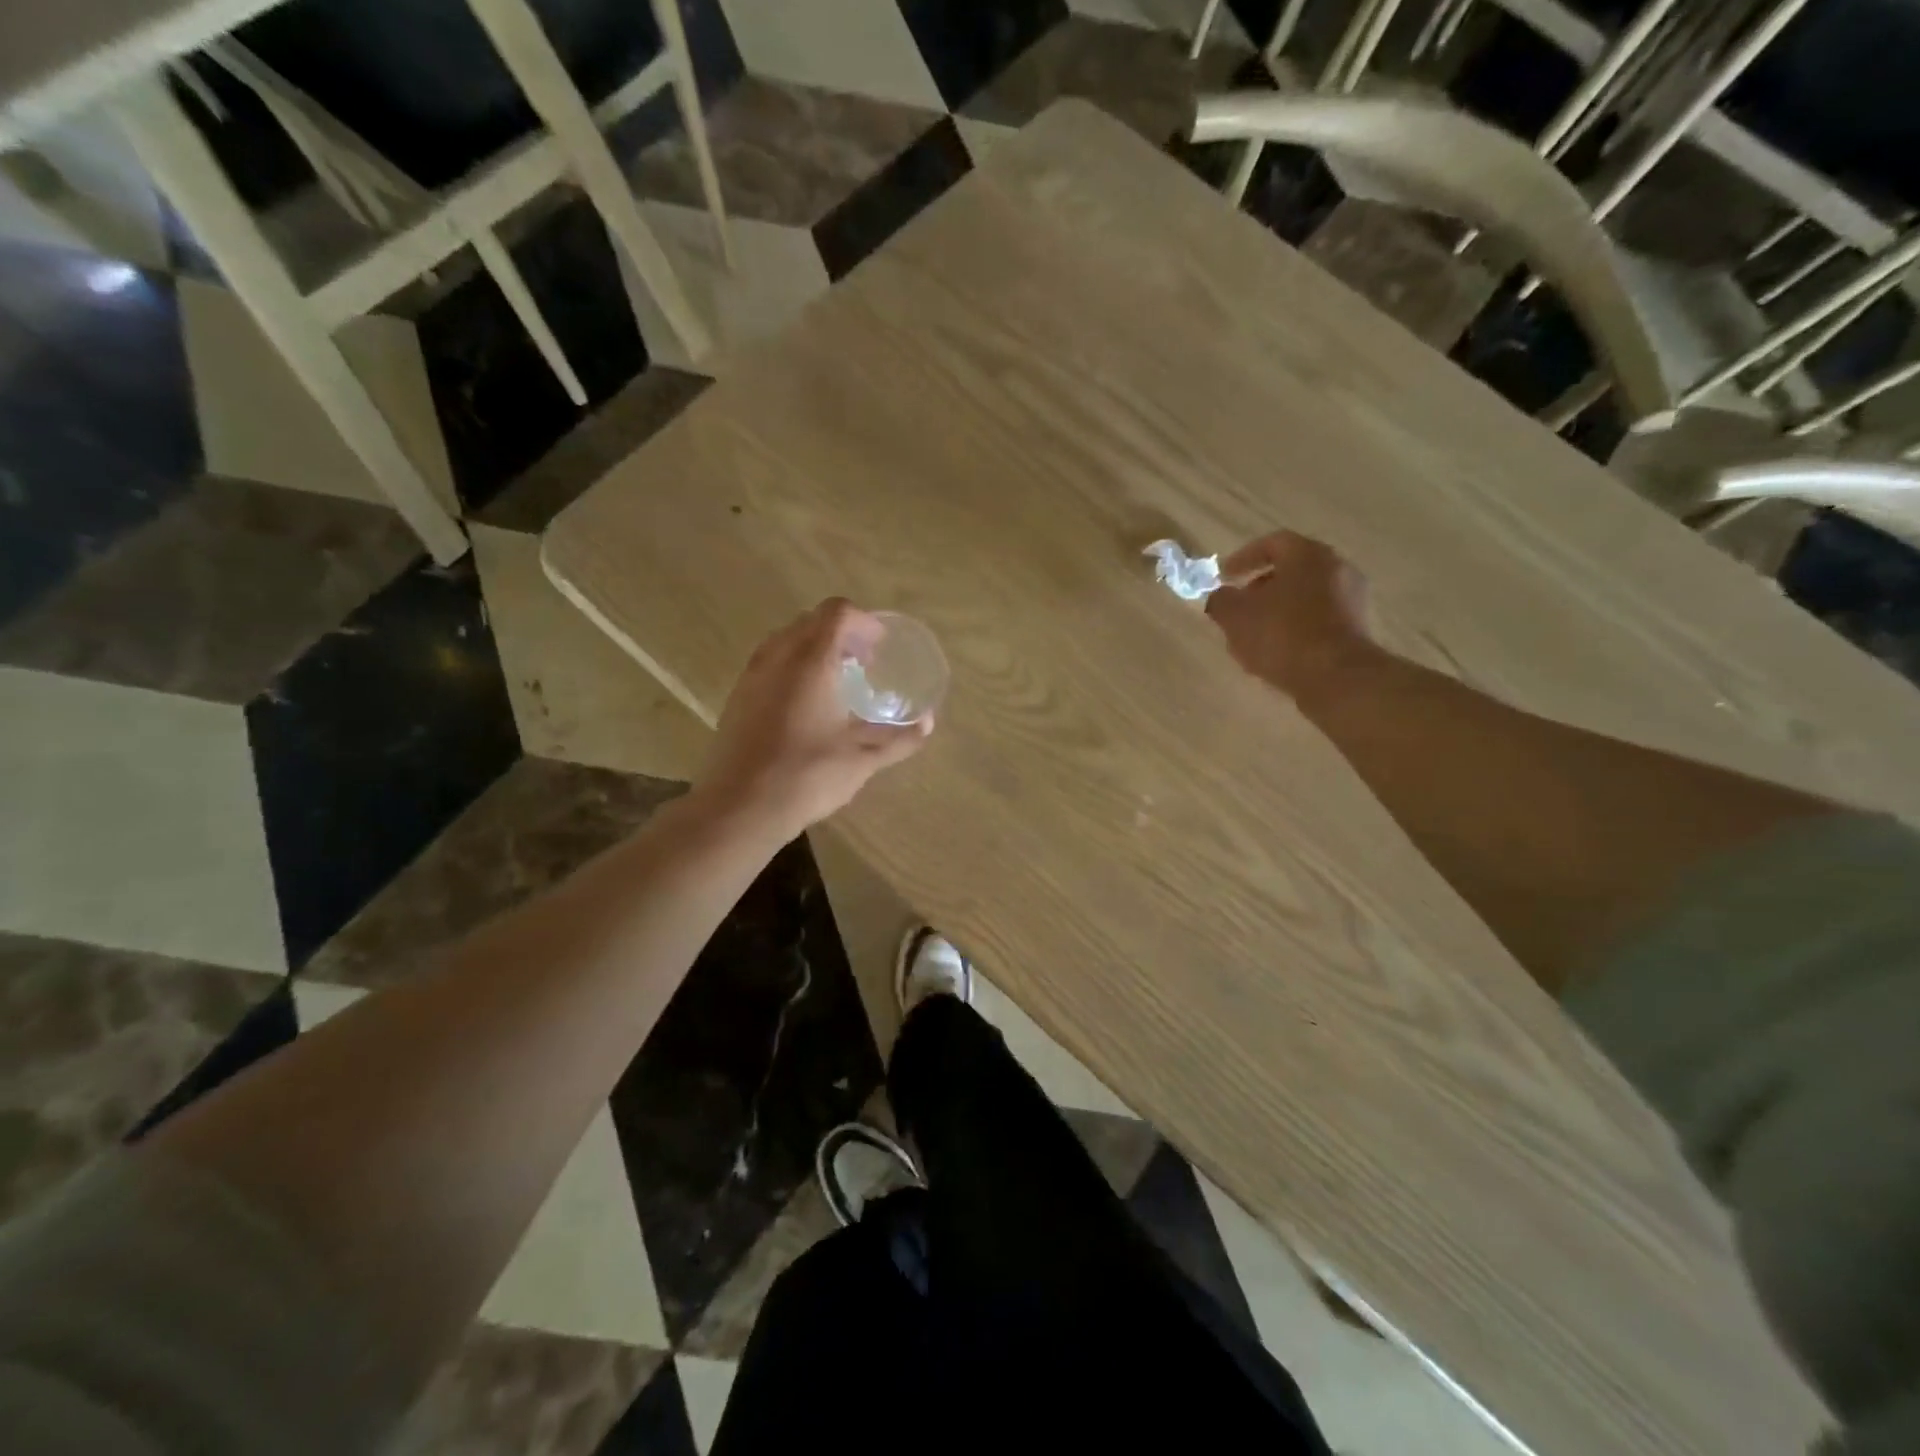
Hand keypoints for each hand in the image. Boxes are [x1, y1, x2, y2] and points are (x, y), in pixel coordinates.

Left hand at [697, 599, 933, 839]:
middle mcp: (777, 657)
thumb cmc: (806, 776)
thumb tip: (927, 723)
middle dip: (841, 633)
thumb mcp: (862, 759)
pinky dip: (792, 667)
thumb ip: (898, 738)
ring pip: (786, 640)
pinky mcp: (737, 697)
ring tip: (836, 681)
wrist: (739, 807)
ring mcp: (752, 676)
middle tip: (863, 663)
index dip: (864, 622)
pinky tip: (806, 705)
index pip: (837, 613)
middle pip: (811, 621)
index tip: (880, 647)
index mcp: (810, 662)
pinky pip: (769, 663)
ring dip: (814, 648)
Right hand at [1205, 531, 1373, 698]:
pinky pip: (1319, 618)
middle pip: (1292, 570)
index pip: (1272, 543)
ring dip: (1278, 609)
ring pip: (1306, 595)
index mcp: (1307, 554)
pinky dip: (1297, 626)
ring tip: (1254, 634)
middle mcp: (1336, 567)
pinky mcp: (1358, 627)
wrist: (1336, 677)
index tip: (1224, 577)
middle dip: (1261, 587)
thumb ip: (1221, 600)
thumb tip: (1221, 597)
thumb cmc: (1281, 635)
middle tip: (1239, 606)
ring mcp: (1352, 597)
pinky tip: (1278, 650)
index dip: (1243, 559)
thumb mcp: (1234, 616)